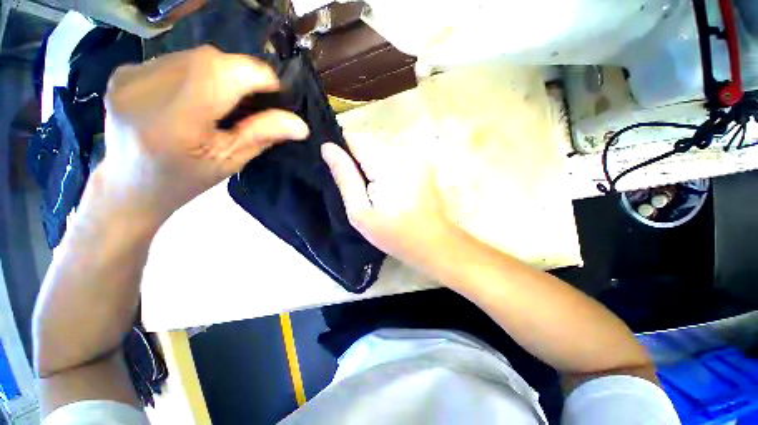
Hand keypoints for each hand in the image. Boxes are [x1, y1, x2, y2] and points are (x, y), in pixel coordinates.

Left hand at [97, 45, 308, 224]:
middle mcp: (146, 90)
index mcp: (176, 122)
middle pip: (210, 59)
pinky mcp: (123, 72)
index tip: (275, 91)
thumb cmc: (185, 181)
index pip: (223, 73)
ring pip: (193, 55)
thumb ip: (263, 136)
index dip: (257, 75)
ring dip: (218, 72)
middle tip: (250, 99)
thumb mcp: (231, 162)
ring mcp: (130, 77)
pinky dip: (195, 71)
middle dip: (240, 73)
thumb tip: (301, 125)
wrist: (130, 185)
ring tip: (220, 100)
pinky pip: (174, 58)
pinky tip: (194, 95)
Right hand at [322, 138, 454, 273]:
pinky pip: (394, 157)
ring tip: (376, 192)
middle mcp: (404, 152)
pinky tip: (390, 190)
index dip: (342, 152)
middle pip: (369, 145)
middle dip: (359, 163)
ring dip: (373, 167)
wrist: (433, 242)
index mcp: (387, 164)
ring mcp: (417, 156)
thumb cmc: (395, 234)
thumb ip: (345, 178)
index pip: (354, 140)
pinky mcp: (422, 162)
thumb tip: (327, 148)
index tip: (339, 170)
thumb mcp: (361, 212)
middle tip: (361, 190)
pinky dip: (386, 169)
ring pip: (381, 151)